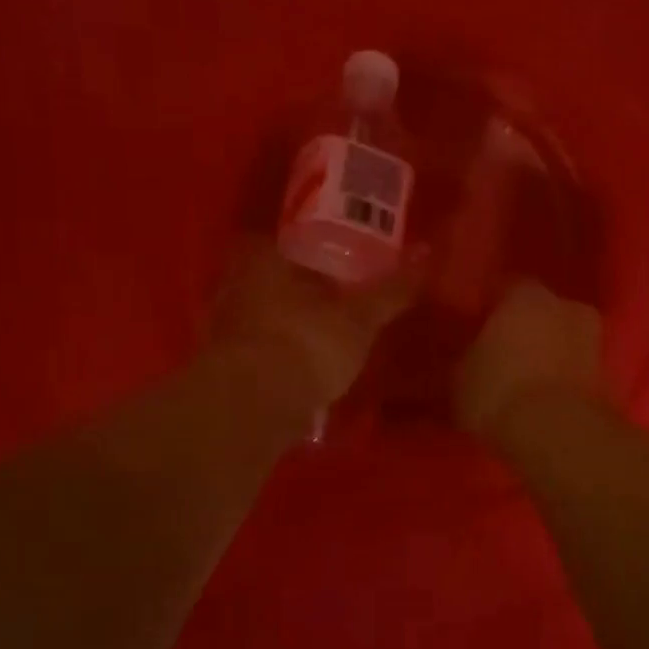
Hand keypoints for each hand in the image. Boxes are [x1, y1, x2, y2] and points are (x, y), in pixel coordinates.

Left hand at [211, 239, 422, 410]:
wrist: (253, 407)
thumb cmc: (307, 343)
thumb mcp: (360, 318)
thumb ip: (391, 290)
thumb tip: (426, 252)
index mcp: (263, 258)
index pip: (288, 240)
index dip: (315, 251)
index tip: (339, 264)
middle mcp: (235, 284)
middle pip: (273, 278)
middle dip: (300, 289)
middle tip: (335, 300)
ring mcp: (223, 326)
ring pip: (262, 314)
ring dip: (286, 323)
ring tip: (321, 336)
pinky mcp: (222, 365)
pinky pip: (255, 349)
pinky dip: (275, 355)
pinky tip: (299, 368)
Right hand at [457, 279, 605, 440]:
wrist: (559, 434)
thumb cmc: (500, 391)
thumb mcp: (462, 376)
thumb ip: (470, 356)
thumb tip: (474, 355)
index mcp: (526, 295)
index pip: (505, 288)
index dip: (491, 307)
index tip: (479, 325)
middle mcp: (565, 306)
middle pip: (541, 311)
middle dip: (526, 328)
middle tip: (505, 351)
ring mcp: (593, 339)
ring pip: (563, 338)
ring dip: (549, 352)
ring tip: (526, 378)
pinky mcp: (608, 374)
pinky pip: (576, 367)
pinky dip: (564, 377)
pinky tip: (545, 397)